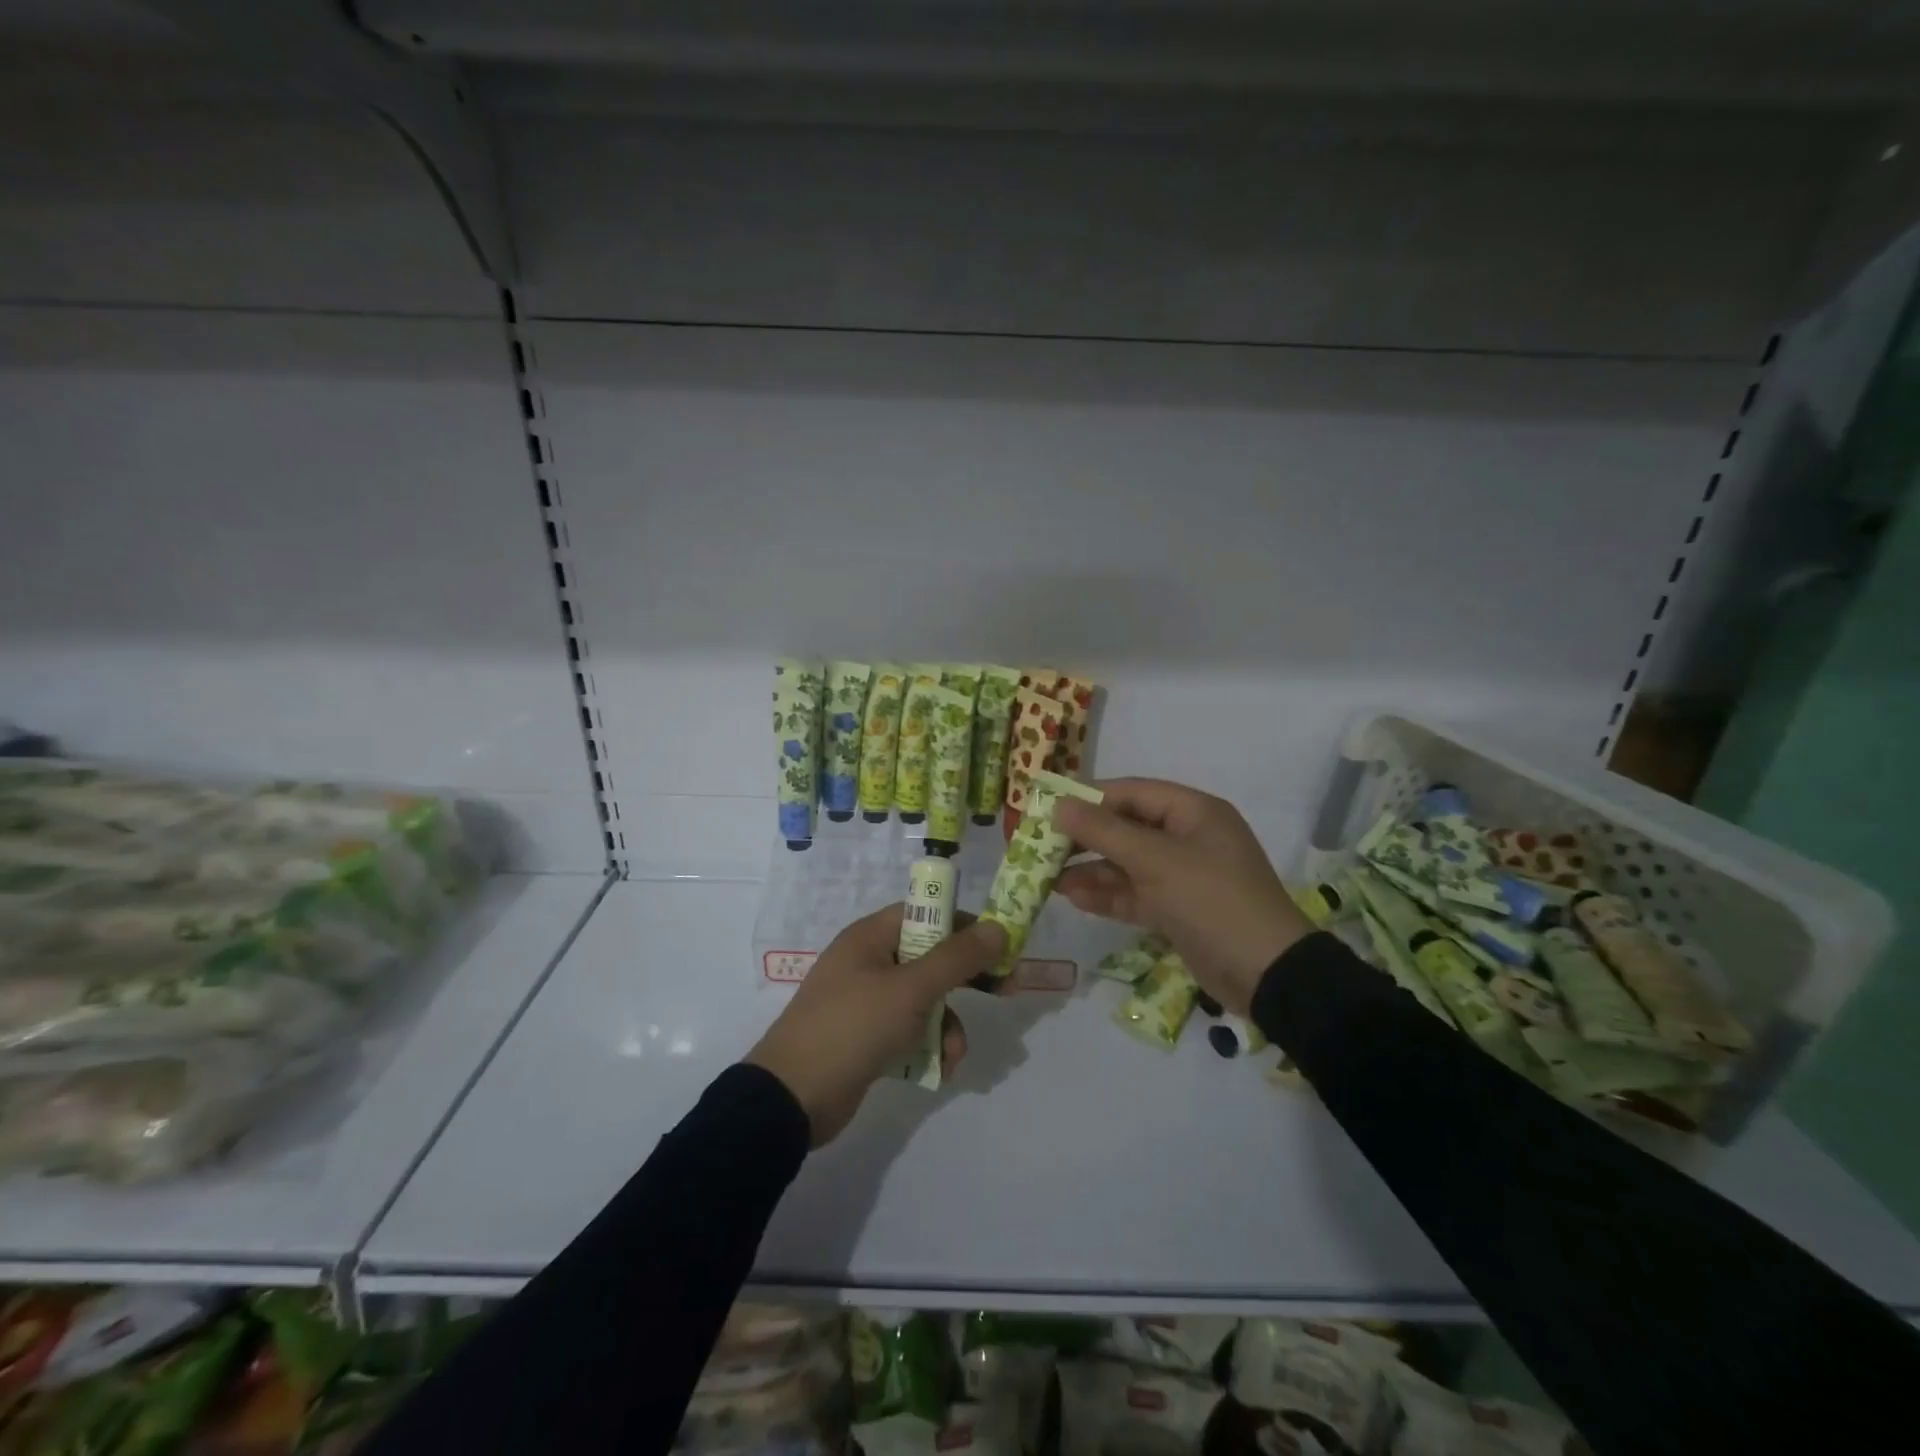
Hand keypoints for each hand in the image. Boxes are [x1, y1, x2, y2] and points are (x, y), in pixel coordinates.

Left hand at [746, 905, 1006, 1145]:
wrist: (792, 1098)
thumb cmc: (853, 1026)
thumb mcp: (911, 989)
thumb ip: (957, 958)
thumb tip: (998, 928)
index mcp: (871, 936)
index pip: (925, 913)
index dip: (963, 925)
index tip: (999, 944)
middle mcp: (869, 962)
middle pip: (929, 957)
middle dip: (966, 978)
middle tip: (1005, 990)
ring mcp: (867, 1001)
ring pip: (925, 1000)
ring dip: (948, 1024)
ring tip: (954, 1054)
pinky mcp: (867, 1037)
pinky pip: (910, 1030)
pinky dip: (928, 1045)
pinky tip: (939, 1071)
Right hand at [1053, 779, 1311, 1016]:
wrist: (1267, 975)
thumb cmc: (1212, 900)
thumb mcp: (1156, 861)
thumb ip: (1104, 832)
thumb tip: (1059, 805)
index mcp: (1193, 812)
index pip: (1132, 792)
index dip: (1089, 798)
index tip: (1048, 808)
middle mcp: (1188, 838)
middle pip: (1127, 828)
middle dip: (1086, 838)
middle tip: (1041, 846)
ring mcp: (1184, 876)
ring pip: (1127, 864)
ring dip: (1091, 870)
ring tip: (1049, 878)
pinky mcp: (1178, 910)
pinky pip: (1136, 893)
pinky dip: (1108, 895)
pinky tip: (1074, 898)